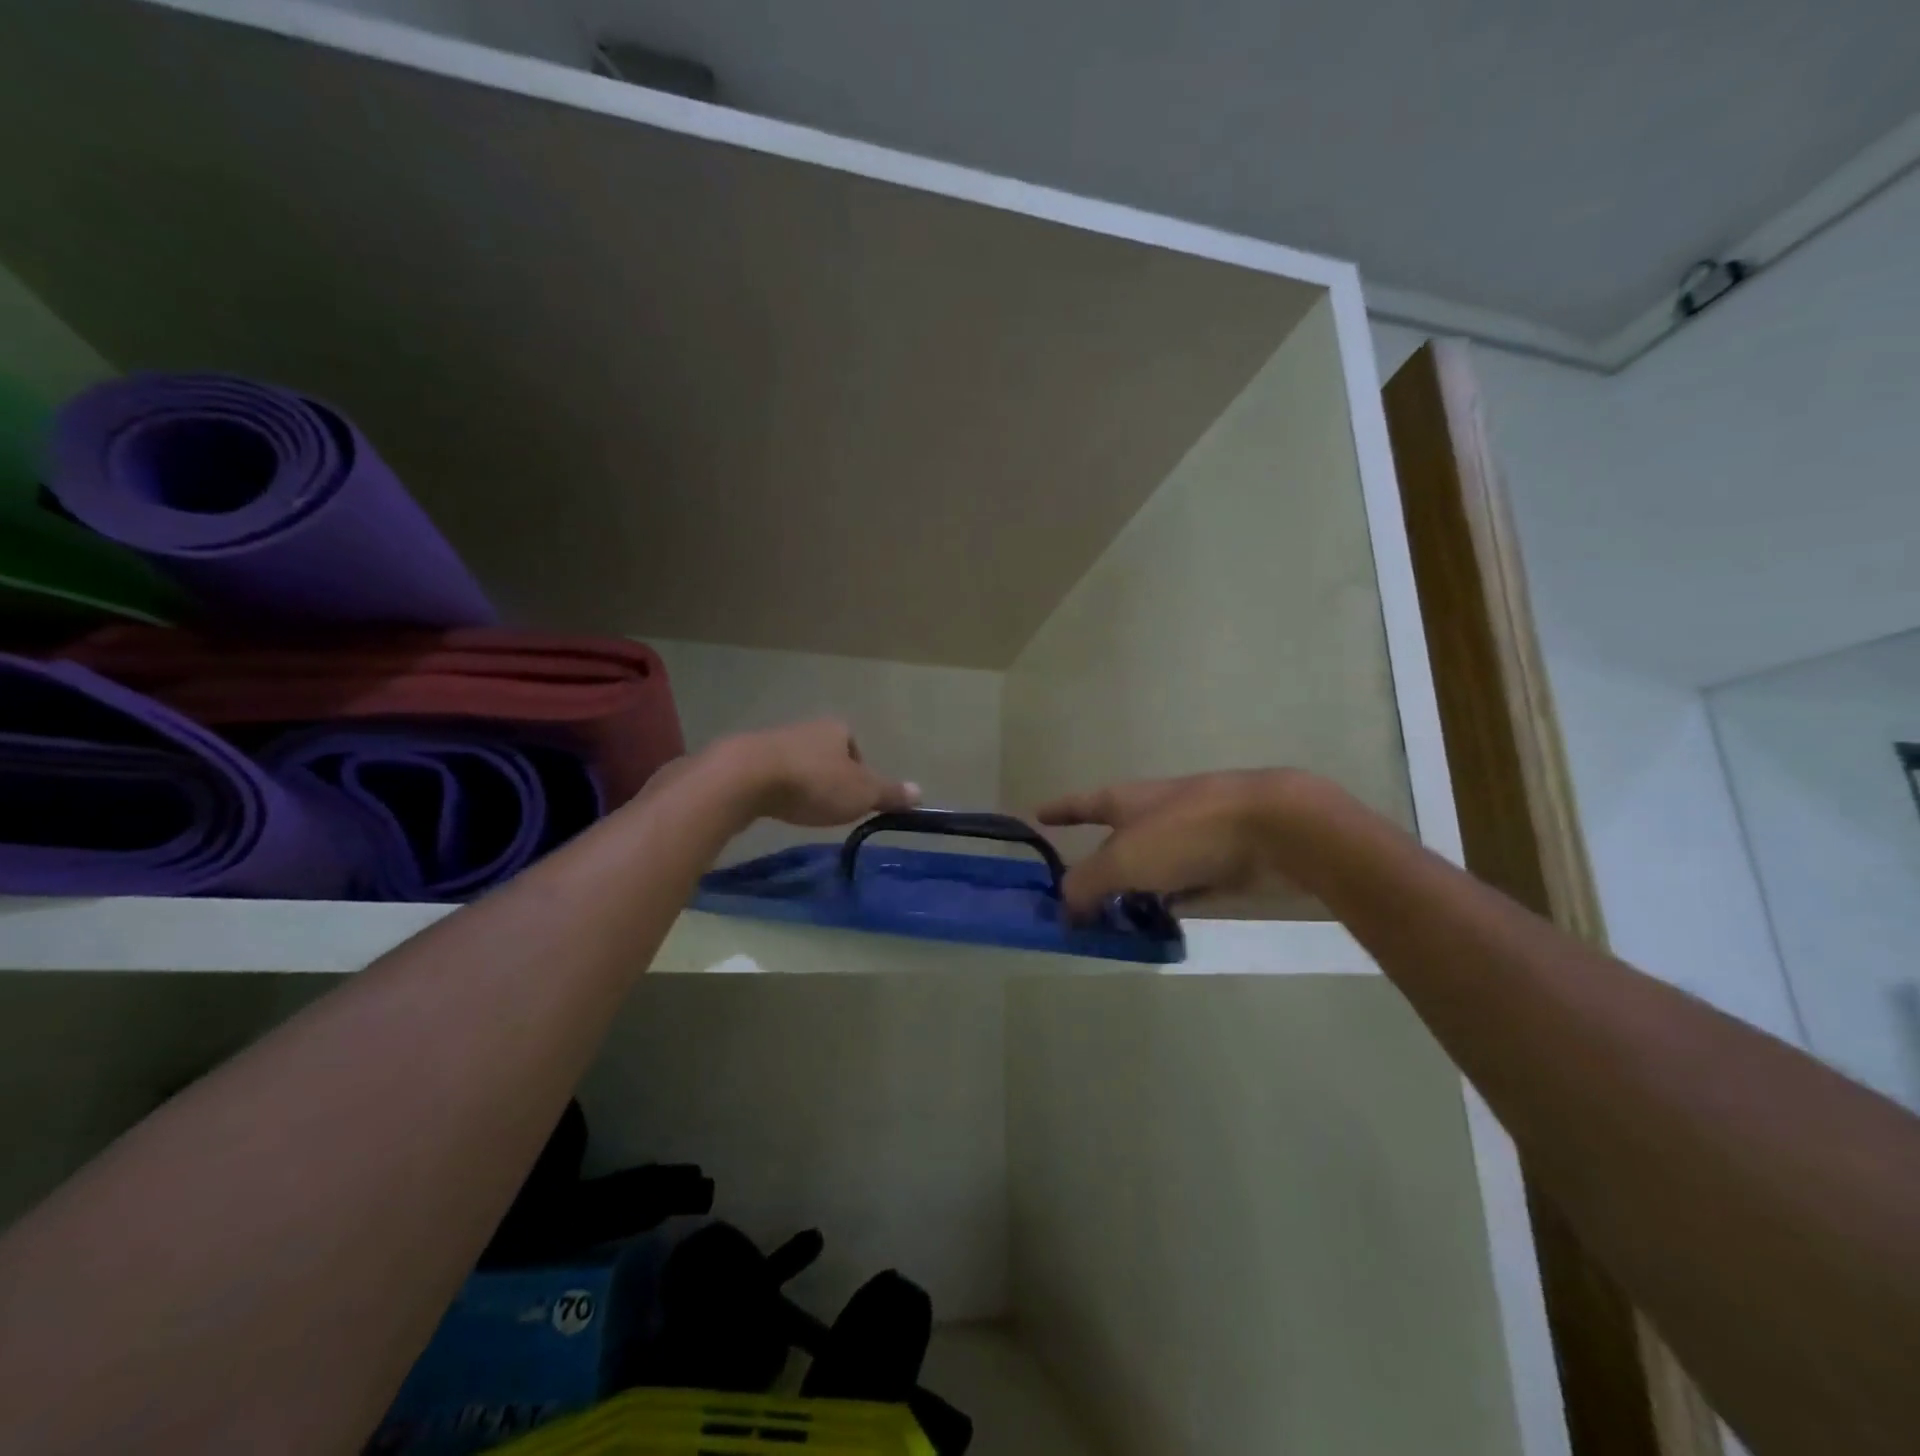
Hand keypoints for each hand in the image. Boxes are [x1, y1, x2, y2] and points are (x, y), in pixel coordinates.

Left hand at [723, 719, 919, 826]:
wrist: (745, 777)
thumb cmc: (814, 782)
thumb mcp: (861, 793)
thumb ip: (889, 793)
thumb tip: (920, 792)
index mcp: (836, 728)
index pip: (853, 745)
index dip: (858, 769)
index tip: (855, 795)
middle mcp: (805, 727)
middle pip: (823, 752)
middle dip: (827, 775)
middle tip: (829, 804)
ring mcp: (771, 740)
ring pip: (794, 761)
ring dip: (798, 781)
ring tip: (800, 807)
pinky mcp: (743, 758)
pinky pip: (767, 773)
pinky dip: (773, 788)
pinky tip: (772, 806)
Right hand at [1037, 769, 1307, 915]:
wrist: (1277, 829)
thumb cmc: (1188, 833)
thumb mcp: (1125, 860)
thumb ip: (1087, 882)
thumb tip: (1063, 905)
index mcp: (1129, 801)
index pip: (1083, 804)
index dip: (1060, 810)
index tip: (1037, 815)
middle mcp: (1158, 815)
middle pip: (1118, 840)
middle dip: (1098, 863)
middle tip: (1077, 897)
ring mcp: (1194, 838)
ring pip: (1153, 865)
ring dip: (1135, 887)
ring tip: (1114, 919)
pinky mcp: (1226, 863)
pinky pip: (1186, 885)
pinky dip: (1170, 900)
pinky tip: (1162, 921)